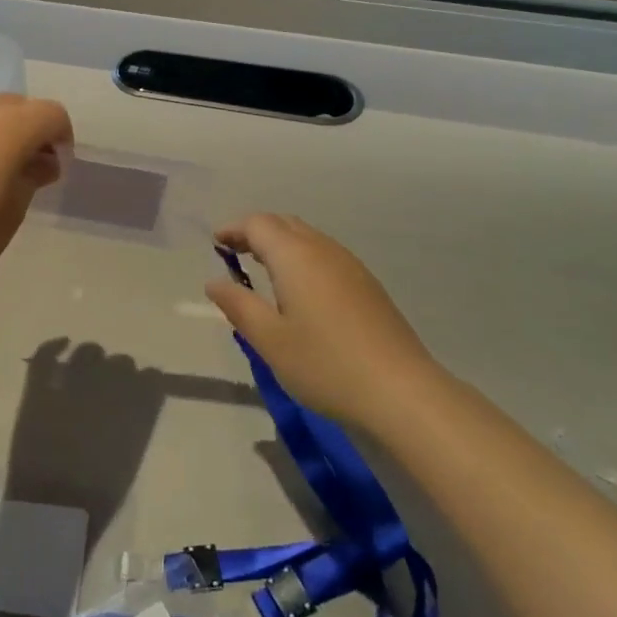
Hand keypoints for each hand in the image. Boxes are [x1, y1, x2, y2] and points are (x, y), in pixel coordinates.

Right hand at [204, 214, 431, 427]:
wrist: (401, 392)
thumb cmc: (325, 364)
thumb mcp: (269, 340)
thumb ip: (238, 306)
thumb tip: (215, 282)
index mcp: (295, 256)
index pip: (259, 224)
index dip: (234, 229)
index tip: (216, 243)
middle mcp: (324, 250)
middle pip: (285, 224)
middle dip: (256, 231)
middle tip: (234, 252)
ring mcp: (351, 266)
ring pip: (308, 238)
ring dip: (281, 244)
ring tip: (262, 268)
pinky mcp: (368, 286)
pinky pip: (326, 255)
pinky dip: (302, 258)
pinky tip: (299, 289)